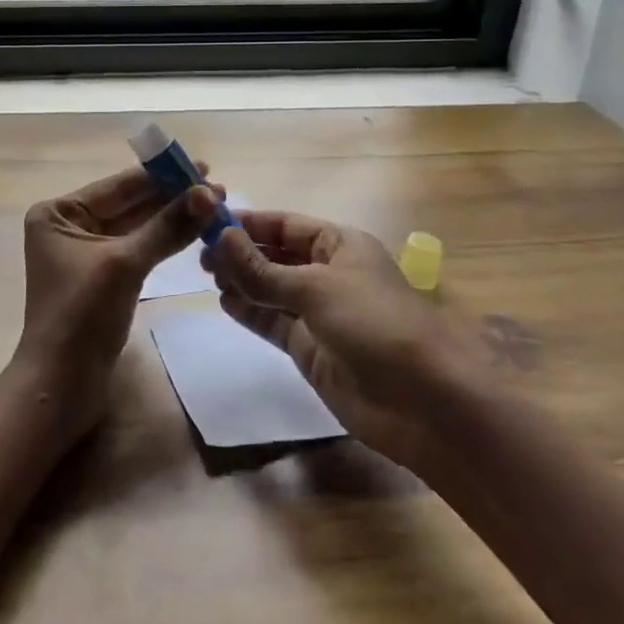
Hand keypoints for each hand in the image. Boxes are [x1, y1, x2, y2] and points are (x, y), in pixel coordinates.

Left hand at [14, 166, 220, 441]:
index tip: (201, 165)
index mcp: (60, 213)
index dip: (161, 175)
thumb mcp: (125, 264)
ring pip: (137, 226)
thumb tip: (208, 193)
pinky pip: (138, 248)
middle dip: (172, 196)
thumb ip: (167, 227)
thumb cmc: (82, 317)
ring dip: (172, 218)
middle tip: (217, 188)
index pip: (119, 186)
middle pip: (129, 204)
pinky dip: (164, 241)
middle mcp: (69, 226)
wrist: (61, 387)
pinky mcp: (103, 278)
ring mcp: (86, 253)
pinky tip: (192, 230)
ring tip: (213, 206)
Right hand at [202, 211, 482, 467]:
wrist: (424, 402)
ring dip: (241, 280)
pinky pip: (273, 322)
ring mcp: (319, 312)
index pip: (286, 224)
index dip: (249, 222)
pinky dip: (249, 311)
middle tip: (200, 253)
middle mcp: (328, 273)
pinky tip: (224, 302)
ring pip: (271, 288)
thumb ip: (262, 269)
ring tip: (206, 275)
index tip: (208, 221)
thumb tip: (218, 239)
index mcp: (339, 244)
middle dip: (241, 251)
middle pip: (276, 254)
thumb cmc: (375, 323)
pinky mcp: (311, 348)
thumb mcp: (315, 287)